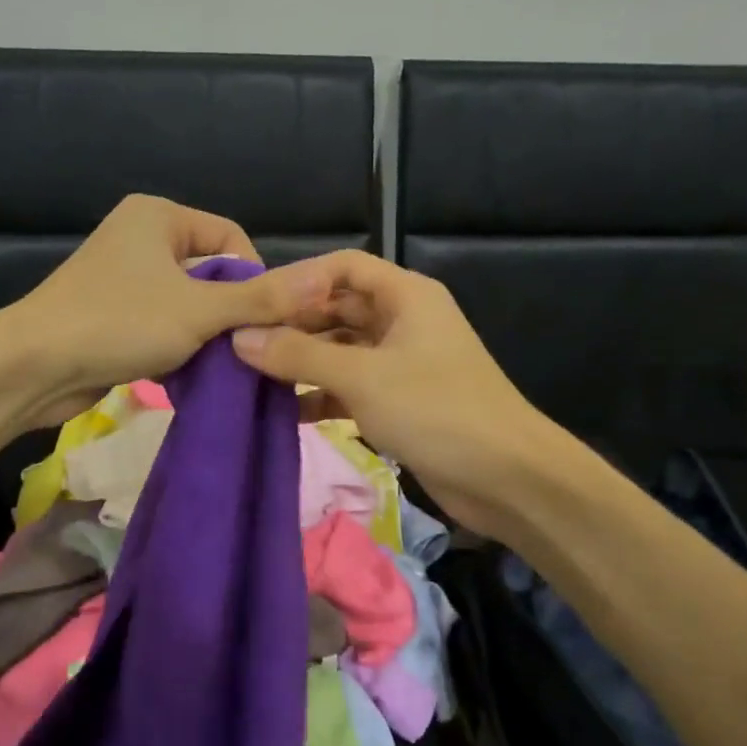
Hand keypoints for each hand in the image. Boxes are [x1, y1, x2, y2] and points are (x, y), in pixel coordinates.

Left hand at [0, 194, 325, 427]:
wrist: (32, 367)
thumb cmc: (118, 323)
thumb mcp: (199, 311)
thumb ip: (261, 298)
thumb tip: (323, 279)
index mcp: (159, 216)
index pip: (232, 240)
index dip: (253, 280)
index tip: (257, 322)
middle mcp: (141, 237)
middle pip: (212, 272)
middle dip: (230, 311)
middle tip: (240, 348)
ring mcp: (124, 276)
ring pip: (189, 301)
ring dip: (206, 332)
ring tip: (212, 362)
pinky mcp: (113, 312)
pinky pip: (164, 321)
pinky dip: (179, 344)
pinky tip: (185, 370)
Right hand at [229, 250, 549, 536]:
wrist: (507, 479)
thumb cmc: (436, 410)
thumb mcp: (362, 377)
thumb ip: (298, 355)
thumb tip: (239, 338)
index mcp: (406, 296)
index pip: (343, 266)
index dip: (300, 279)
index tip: (256, 303)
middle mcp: (403, 320)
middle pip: (337, 309)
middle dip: (293, 325)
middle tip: (242, 344)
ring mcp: (401, 362)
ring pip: (340, 350)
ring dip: (302, 363)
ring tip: (252, 377)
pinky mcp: (399, 401)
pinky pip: (350, 386)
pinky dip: (321, 395)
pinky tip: (285, 412)